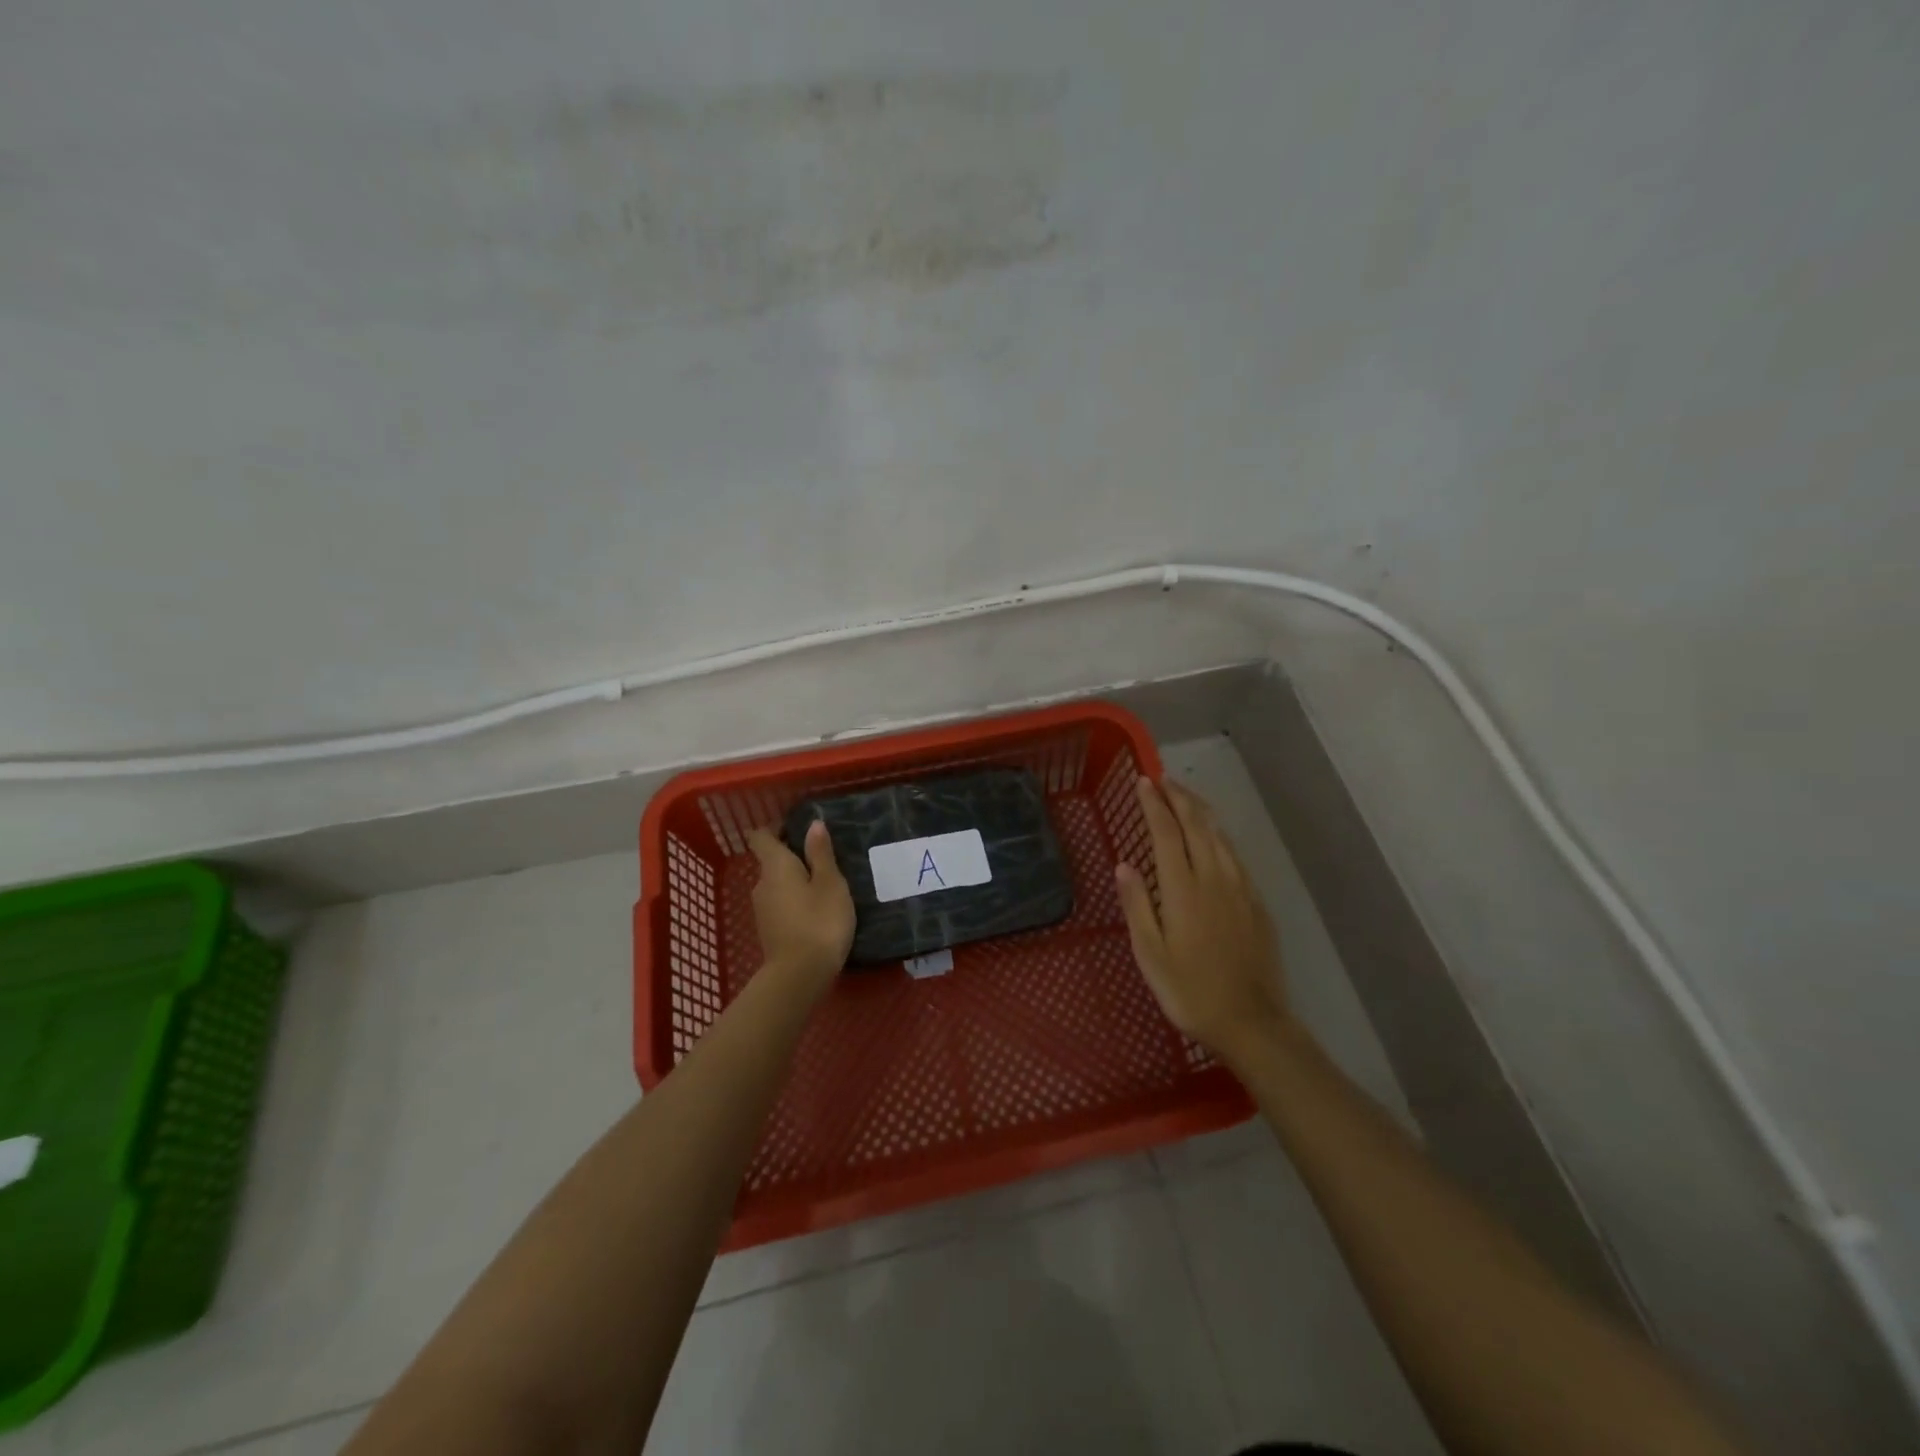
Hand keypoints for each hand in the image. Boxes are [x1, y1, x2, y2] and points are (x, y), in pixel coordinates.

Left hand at [746, 820, 855, 992]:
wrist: (799, 976)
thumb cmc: (820, 921)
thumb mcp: (830, 883)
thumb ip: (821, 853)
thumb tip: (813, 824)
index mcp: (775, 865)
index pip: (761, 836)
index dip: (775, 828)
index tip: (797, 828)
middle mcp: (761, 883)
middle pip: (771, 860)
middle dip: (793, 855)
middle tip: (823, 857)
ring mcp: (762, 910)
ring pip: (777, 884)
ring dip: (795, 881)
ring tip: (824, 885)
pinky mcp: (769, 930)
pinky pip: (781, 904)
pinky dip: (794, 901)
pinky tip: (816, 910)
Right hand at [1115, 777, 1289, 1066]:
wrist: (1252, 1021)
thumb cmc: (1190, 991)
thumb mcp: (1150, 954)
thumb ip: (1137, 905)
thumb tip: (1124, 864)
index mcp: (1183, 889)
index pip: (1166, 833)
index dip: (1154, 804)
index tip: (1143, 781)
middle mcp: (1213, 878)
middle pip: (1197, 825)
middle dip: (1179, 797)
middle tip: (1163, 778)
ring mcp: (1239, 889)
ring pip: (1219, 836)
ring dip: (1201, 811)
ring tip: (1185, 796)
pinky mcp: (1256, 903)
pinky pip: (1234, 855)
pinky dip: (1219, 835)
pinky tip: (1215, 837)